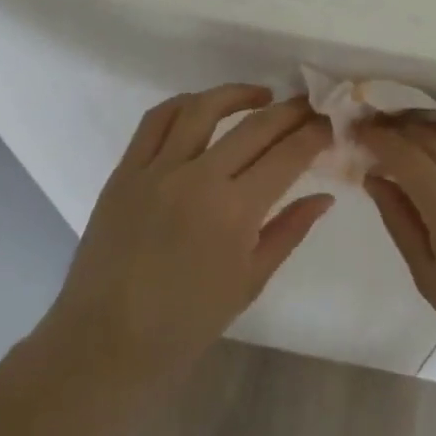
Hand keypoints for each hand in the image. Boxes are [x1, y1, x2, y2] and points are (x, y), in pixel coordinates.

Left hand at [36, 85, 332, 401]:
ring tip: (262, 96)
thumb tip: (325, 197)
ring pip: (203, 108)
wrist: (105, 342)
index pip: (288, 155)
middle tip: (309, 107)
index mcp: (235, 212)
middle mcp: (198, 178)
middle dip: (290, 111)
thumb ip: (289, 231)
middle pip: (255, 126)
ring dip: (239, 94)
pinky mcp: (125, 171)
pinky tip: (203, 107)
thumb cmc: (186, 323)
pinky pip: (155, 121)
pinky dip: (184, 104)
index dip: (314, 134)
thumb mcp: (249, 281)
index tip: (330, 124)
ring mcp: (157, 170)